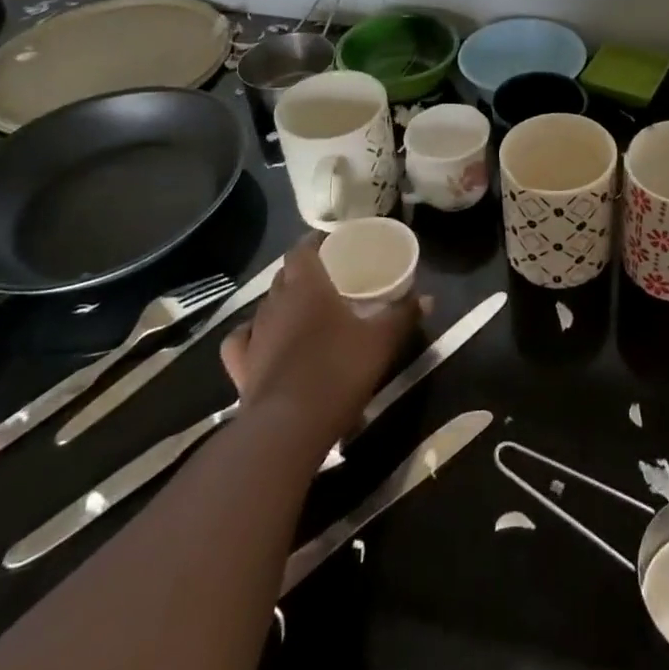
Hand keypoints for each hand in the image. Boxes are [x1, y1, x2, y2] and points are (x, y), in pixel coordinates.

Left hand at [219, 233, 427, 455]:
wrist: (288, 427)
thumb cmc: (338, 370)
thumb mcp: (382, 341)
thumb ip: (403, 315)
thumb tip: (428, 298)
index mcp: (307, 286)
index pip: (302, 249)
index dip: (314, 242)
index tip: (330, 242)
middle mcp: (275, 302)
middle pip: (284, 275)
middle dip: (302, 270)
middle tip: (327, 276)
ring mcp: (255, 335)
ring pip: (264, 305)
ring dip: (281, 301)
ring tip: (301, 309)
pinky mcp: (241, 367)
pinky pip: (242, 340)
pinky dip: (251, 334)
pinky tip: (263, 339)